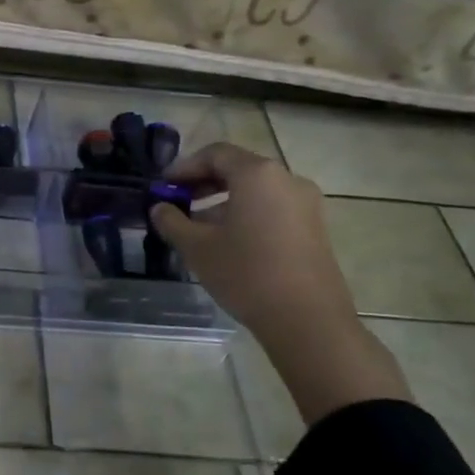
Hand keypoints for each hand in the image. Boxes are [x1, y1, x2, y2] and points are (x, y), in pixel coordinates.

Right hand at [150, 142, 408, 423]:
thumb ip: (172, 221)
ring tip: (198, 225)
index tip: (163, 186)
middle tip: (178, 202)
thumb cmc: (246, 273)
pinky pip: (273, 207)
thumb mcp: (196, 247)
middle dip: (203, 182)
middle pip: (238, 168)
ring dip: (224, 199)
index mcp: (257, 174)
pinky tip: (228, 240)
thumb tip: (159, 209)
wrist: (307, 320)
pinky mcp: (315, 227)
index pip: (214, 154)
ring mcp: (306, 203)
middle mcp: (286, 179)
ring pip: (256, 190)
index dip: (184, 167)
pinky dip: (246, 212)